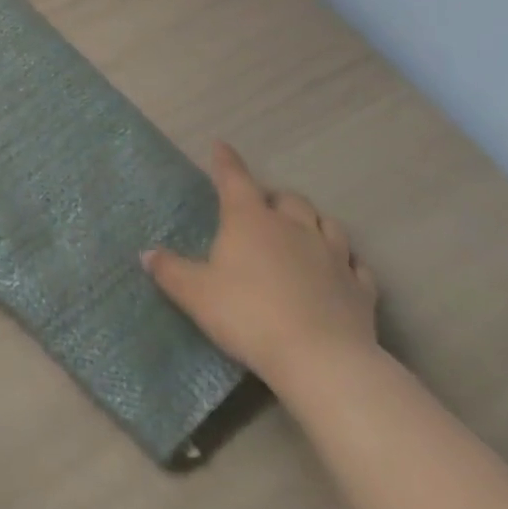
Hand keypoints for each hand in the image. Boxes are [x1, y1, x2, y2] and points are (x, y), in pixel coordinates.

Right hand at [144, 142, 378, 394]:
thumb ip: (170, 270)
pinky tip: (341, 270)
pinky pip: (356, 265)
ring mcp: (332, 257)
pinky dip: (346, 261)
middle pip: (288, 199)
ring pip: (327, 224)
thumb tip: (147, 254)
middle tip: (262, 208)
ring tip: (303, 231)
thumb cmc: (248, 315)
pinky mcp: (360, 290)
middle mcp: (293, 228)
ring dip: (313, 222)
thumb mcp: (195, 294)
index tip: (220, 146)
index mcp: (249, 220)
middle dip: (274, 198)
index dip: (226, 161)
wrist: (322, 361)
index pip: (235, 179)